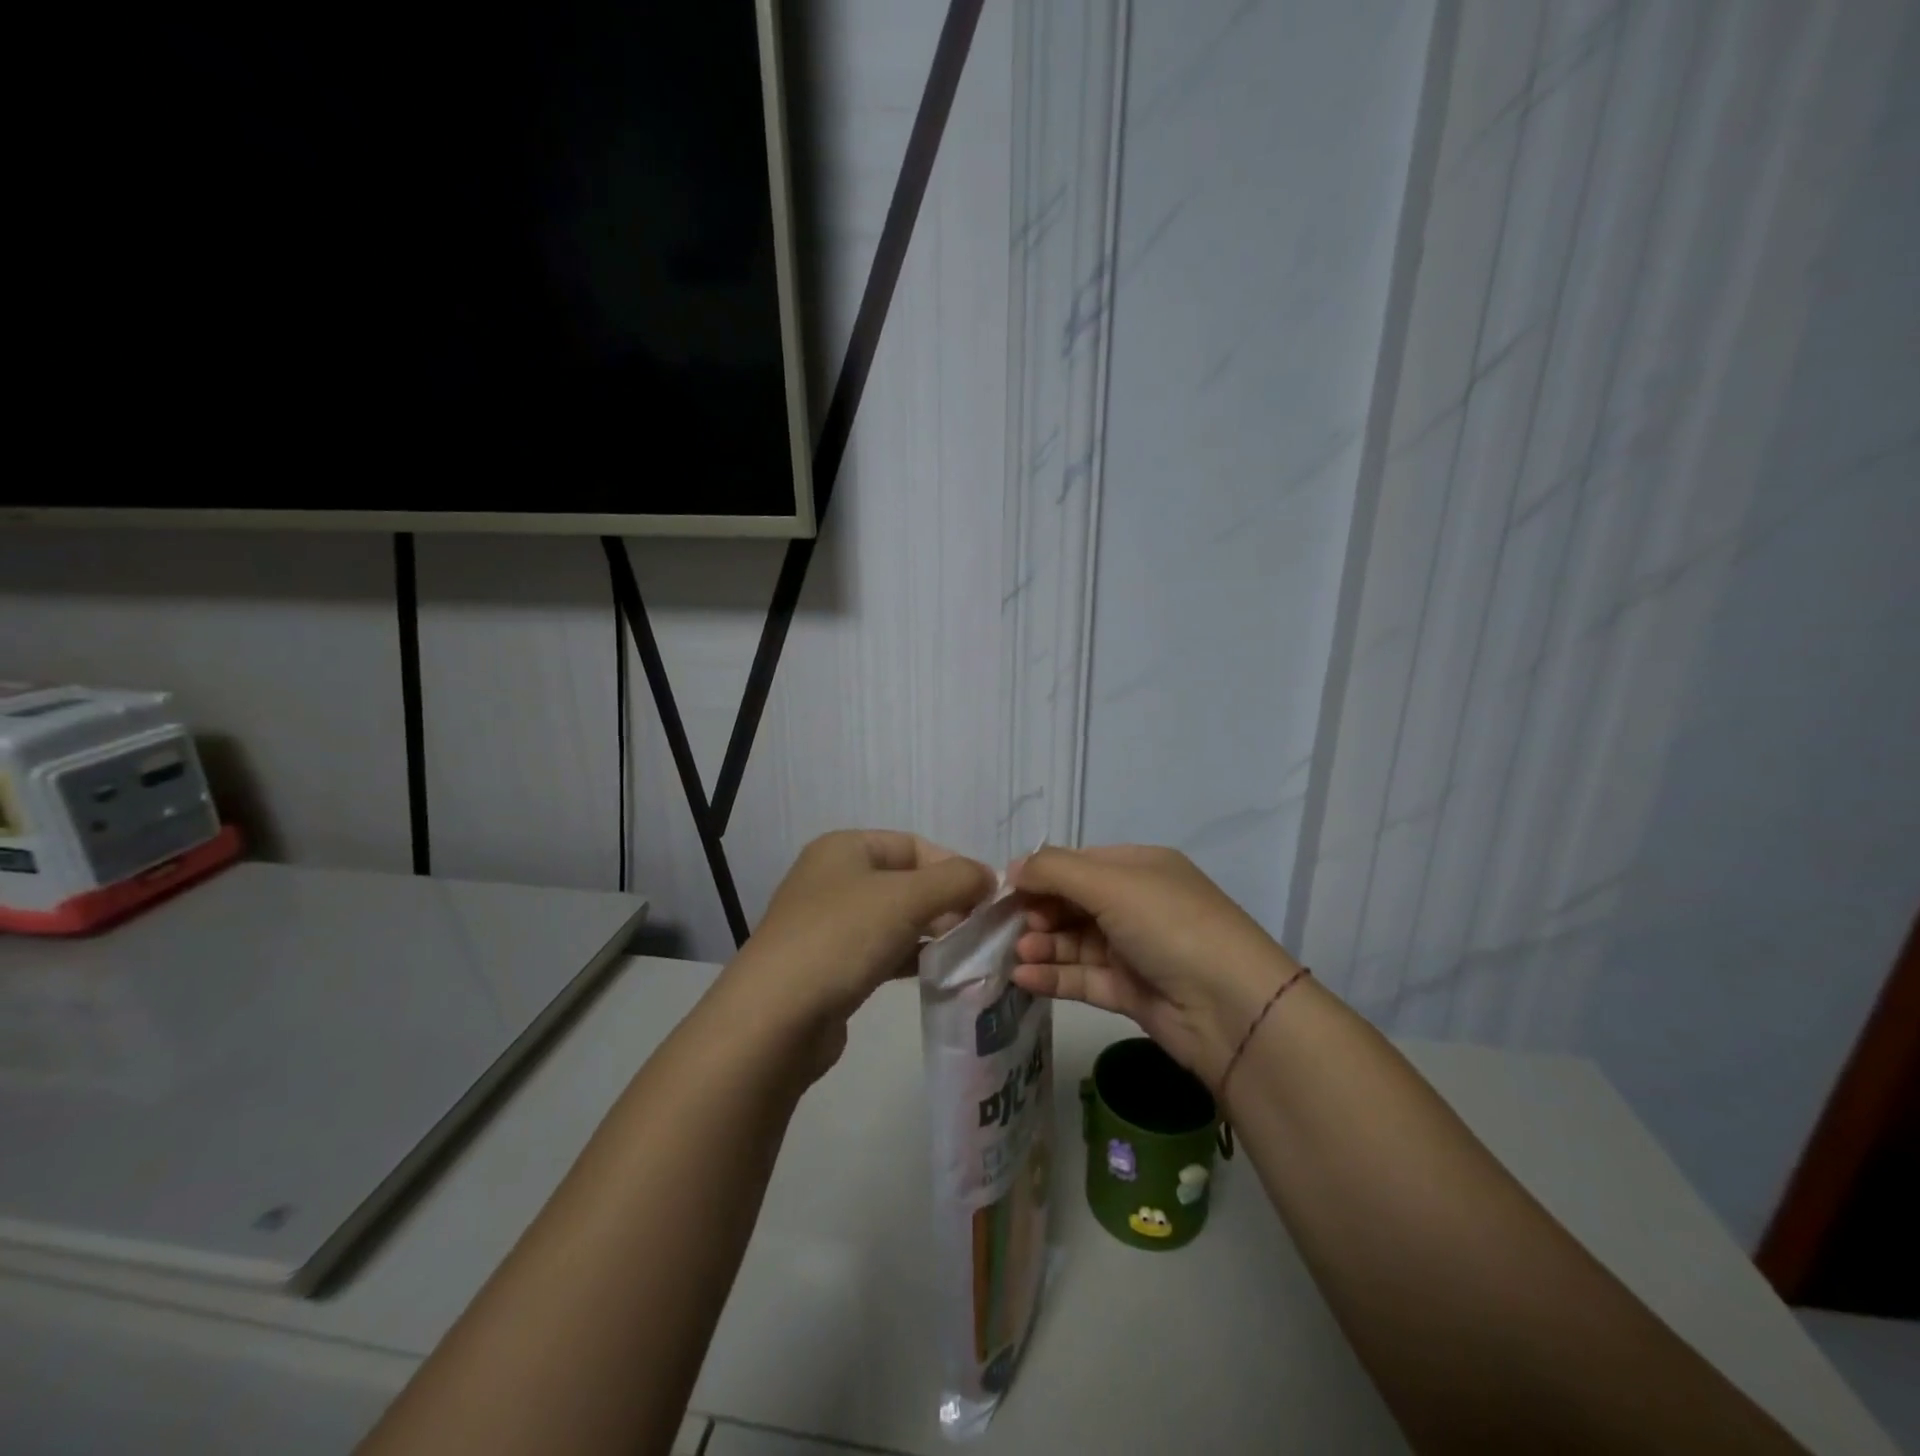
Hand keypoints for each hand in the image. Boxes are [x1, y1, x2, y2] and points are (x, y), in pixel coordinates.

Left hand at [721, 830, 993, 1078]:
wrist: (776, 1019)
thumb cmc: (842, 938)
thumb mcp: (907, 897)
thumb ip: (956, 880)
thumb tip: (989, 877)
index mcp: (845, 848)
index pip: (914, 845)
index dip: (954, 866)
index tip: (989, 898)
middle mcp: (834, 879)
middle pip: (906, 881)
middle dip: (947, 901)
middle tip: (982, 929)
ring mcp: (830, 925)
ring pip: (896, 918)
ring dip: (933, 932)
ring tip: (968, 952)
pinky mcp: (831, 966)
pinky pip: (882, 951)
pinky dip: (912, 958)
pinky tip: (938, 974)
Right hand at [1010, 845, 1298, 1089]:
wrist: (1231, 1008)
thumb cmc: (1170, 925)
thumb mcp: (1112, 883)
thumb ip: (1055, 871)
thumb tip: (1012, 868)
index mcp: (1141, 868)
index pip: (1079, 863)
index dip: (1042, 874)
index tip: (1005, 890)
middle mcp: (1137, 904)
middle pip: (1074, 903)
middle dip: (1040, 912)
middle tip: (1011, 926)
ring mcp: (1134, 950)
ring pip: (1075, 942)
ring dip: (1043, 945)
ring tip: (1017, 953)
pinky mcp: (1131, 991)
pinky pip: (1083, 978)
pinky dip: (1053, 976)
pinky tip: (1024, 978)